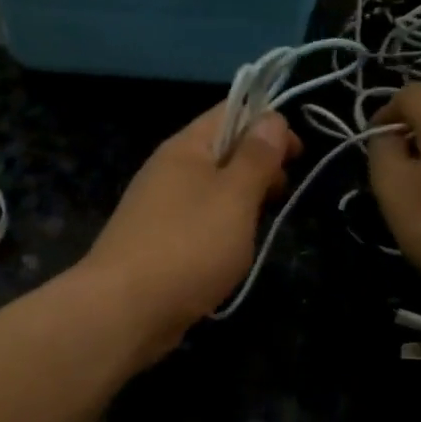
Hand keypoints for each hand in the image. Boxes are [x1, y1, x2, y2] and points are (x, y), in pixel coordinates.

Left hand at [77, 104, 300, 363]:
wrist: (123, 310)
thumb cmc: (188, 246)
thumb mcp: (234, 197)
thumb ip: (256, 158)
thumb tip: (271, 118)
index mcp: (185, 147)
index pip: (231, 111)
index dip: (268, 123)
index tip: (297, 155)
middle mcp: (169, 169)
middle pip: (222, 150)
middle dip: (259, 166)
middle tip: (280, 195)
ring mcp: (159, 207)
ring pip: (212, 190)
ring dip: (242, 201)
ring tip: (259, 228)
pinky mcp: (157, 242)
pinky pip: (198, 221)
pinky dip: (221, 229)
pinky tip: (231, 253)